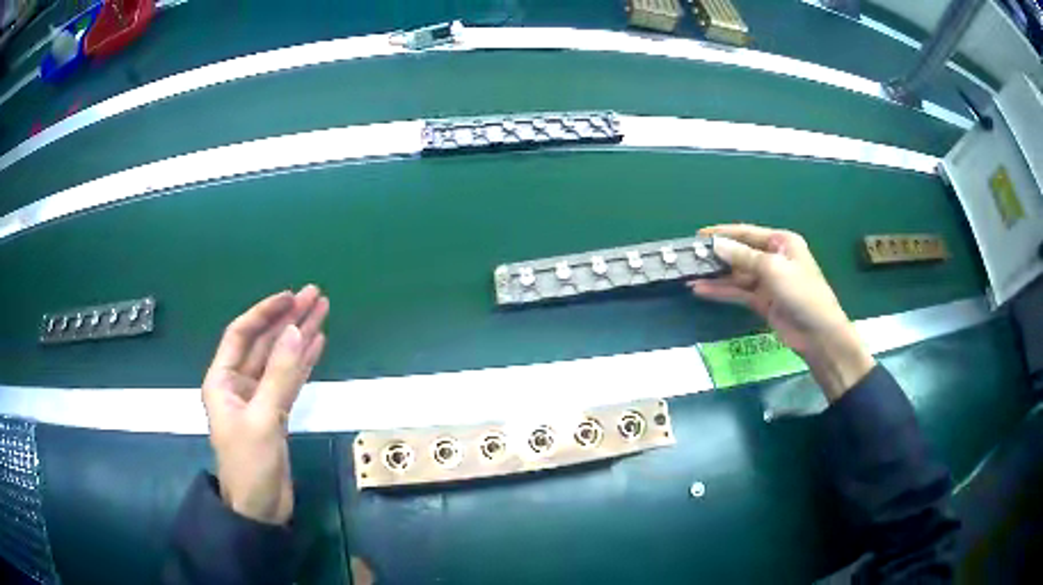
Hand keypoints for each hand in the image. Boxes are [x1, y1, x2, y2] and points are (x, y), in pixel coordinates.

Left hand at [202, 286, 328, 523]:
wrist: (260, 509)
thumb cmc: (251, 464)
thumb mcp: (263, 418)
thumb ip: (279, 374)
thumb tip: (295, 331)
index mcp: (223, 380)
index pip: (242, 334)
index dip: (264, 313)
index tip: (291, 297)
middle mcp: (238, 384)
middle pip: (264, 343)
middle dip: (288, 319)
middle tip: (316, 295)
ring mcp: (258, 399)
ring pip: (280, 360)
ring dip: (299, 337)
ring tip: (322, 311)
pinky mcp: (275, 414)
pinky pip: (289, 380)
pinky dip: (303, 363)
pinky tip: (317, 345)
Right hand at [688, 224, 873, 400]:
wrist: (818, 334)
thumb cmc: (801, 293)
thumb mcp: (773, 269)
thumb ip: (743, 257)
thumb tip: (716, 245)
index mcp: (782, 242)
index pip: (747, 233)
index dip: (723, 233)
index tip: (698, 235)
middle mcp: (774, 258)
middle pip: (741, 253)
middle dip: (717, 256)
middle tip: (690, 257)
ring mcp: (768, 281)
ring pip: (737, 274)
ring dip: (716, 276)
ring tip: (689, 275)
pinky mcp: (763, 301)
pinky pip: (739, 292)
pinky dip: (722, 291)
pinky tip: (701, 290)